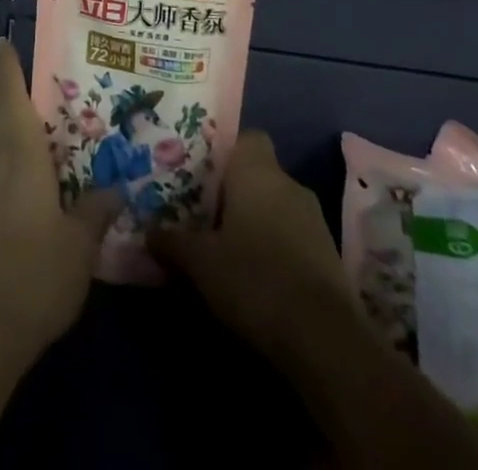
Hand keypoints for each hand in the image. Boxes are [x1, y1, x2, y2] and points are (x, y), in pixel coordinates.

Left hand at [0, 40, 120, 360]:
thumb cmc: (30, 271)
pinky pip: (5, 171)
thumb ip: (98, 207)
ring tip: (66, 130)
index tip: (7, 38)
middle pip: (7, 115)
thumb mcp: (80, 243)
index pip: (10, 91)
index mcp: (20, 149)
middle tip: (65, 87)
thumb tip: (117, 182)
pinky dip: (25, 162)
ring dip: (26, 132)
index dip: (10, 63)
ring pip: (5, 144)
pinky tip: (51, 181)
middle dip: (27, 97)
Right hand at [150, 130, 354, 361]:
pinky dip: (275, 250)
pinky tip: (256, 278)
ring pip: (276, 207)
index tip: (202, 174)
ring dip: (255, 223)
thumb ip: (172, 241)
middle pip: (258, 175)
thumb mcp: (200, 262)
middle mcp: (289, 184)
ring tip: (226, 249)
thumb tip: (148, 230)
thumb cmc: (253, 278)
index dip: (224, 152)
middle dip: (234, 193)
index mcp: (257, 171)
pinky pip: (293, 237)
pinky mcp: (329, 256)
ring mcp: (314, 220)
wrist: (324, 340)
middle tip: (203, 214)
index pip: (246, 137)